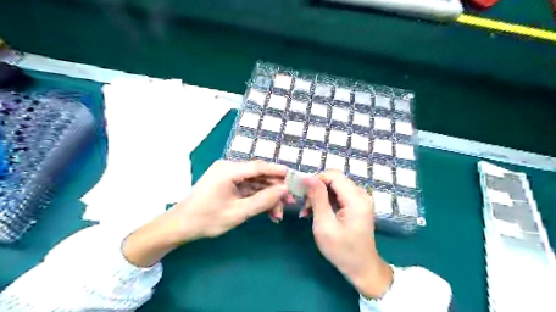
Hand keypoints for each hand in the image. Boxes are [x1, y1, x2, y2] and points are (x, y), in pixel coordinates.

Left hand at [123, 160, 291, 266]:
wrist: (180, 226)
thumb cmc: (206, 219)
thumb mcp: (238, 212)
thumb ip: (263, 200)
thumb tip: (284, 190)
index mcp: (229, 170)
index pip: (259, 166)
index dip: (278, 171)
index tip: (294, 177)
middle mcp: (229, 168)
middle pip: (258, 175)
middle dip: (274, 190)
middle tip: (288, 203)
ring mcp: (227, 175)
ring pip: (254, 183)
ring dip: (267, 197)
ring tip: (278, 214)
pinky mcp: (227, 183)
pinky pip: (247, 188)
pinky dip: (257, 199)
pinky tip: (267, 211)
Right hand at [306, 172, 392, 298]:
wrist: (362, 269)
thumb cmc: (342, 250)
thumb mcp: (325, 225)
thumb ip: (317, 198)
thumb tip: (308, 177)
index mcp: (356, 199)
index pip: (333, 175)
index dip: (316, 180)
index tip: (302, 193)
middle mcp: (361, 194)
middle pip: (334, 179)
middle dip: (317, 189)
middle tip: (305, 206)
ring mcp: (360, 199)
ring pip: (335, 186)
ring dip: (320, 196)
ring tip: (308, 211)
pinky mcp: (357, 205)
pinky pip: (339, 194)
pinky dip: (326, 201)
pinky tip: (317, 212)